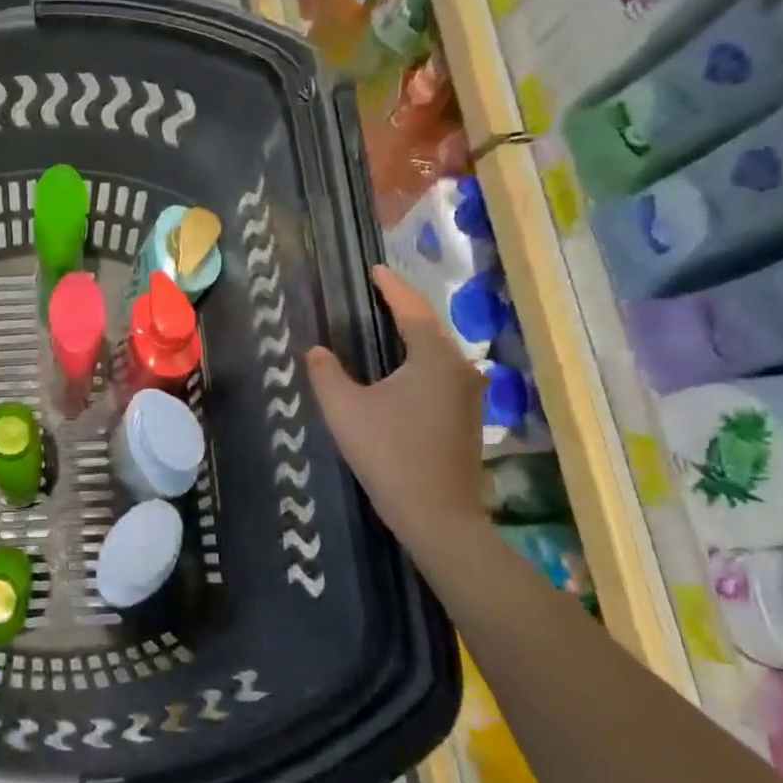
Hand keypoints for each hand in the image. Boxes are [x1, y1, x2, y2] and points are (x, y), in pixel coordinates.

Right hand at [306, 265, 486, 545]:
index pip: (411, 310)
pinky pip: (439, 373)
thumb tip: (315, 350)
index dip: (391, 288)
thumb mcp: (345, 409)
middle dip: (403, 308)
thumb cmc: (388, 453)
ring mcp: (467, 395)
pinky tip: (399, 369)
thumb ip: (326, 373)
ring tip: (384, 324)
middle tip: (376, 293)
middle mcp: (458, 369)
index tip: (375, 269)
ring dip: (412, 336)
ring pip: (436, 352)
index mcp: (433, 358)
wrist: (435, 513)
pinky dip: (418, 361)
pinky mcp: (466, 417)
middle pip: (429, 328)